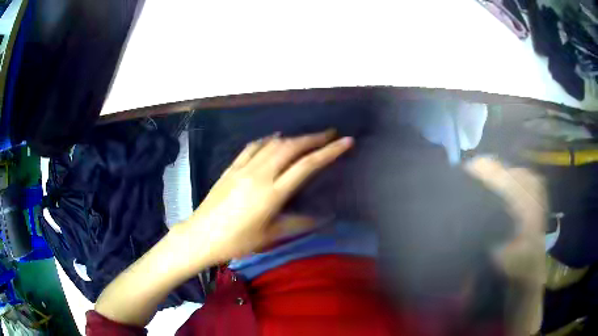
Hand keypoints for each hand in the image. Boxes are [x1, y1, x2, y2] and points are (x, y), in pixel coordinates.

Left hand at [175, 130, 352, 264]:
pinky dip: (268, 140)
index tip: (346, 141)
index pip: (307, 165)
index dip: (329, 151)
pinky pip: (253, 147)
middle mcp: (259, 174)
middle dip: (314, 138)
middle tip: (331, 134)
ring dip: (294, 137)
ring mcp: (243, 168)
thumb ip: (299, 223)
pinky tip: (275, 138)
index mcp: (272, 193)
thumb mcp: (271, 236)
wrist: (201, 236)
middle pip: (292, 147)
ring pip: (273, 144)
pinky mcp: (231, 167)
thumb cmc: (237, 241)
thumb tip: (325, 217)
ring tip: (309, 137)